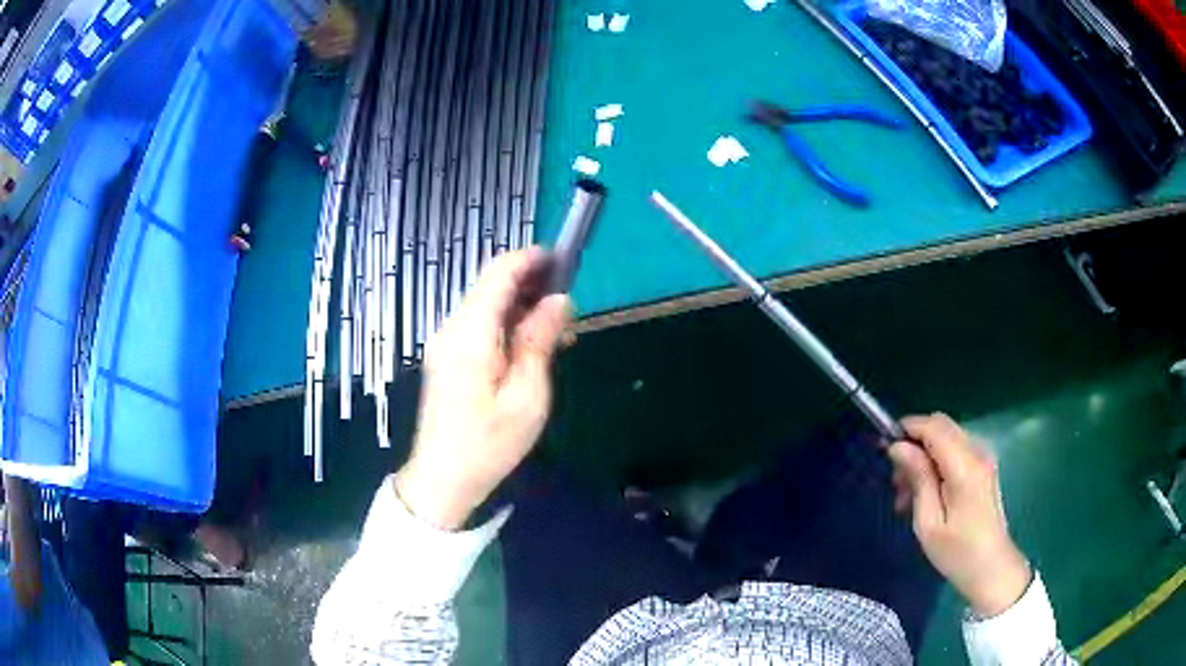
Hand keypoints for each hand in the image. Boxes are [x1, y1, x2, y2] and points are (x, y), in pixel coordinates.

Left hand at [395, 249, 570, 529]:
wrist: (442, 478)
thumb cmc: (488, 443)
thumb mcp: (527, 396)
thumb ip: (540, 341)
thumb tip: (558, 300)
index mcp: (470, 333)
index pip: (498, 274)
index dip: (530, 259)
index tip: (563, 259)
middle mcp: (452, 328)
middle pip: (490, 286)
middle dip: (529, 283)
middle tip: (568, 305)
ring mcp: (444, 342)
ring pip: (485, 305)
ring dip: (520, 306)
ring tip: (558, 330)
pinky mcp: (446, 357)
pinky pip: (478, 326)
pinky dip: (505, 325)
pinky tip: (530, 346)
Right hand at [888, 413, 1030, 616]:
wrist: (992, 568)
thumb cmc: (957, 553)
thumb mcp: (928, 522)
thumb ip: (918, 479)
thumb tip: (899, 447)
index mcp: (964, 466)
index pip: (933, 427)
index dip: (908, 429)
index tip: (884, 447)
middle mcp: (977, 452)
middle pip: (942, 425)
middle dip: (915, 442)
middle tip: (897, 479)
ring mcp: (983, 458)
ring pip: (947, 437)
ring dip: (925, 455)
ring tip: (907, 494)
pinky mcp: (984, 468)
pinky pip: (956, 450)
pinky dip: (937, 462)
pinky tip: (926, 493)